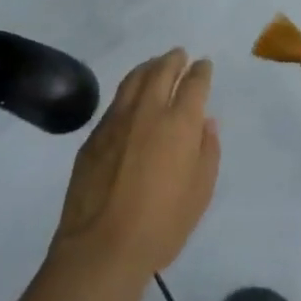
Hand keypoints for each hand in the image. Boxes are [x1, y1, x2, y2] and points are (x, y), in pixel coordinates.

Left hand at [52, 48, 220, 283]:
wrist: (102, 246)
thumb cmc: (162, 224)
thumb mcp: (200, 191)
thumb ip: (207, 150)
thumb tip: (205, 122)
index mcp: (179, 123)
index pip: (193, 84)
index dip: (201, 71)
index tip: (204, 65)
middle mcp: (148, 111)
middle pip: (161, 71)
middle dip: (173, 60)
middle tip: (180, 55)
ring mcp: (116, 120)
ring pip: (134, 80)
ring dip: (149, 67)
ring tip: (156, 64)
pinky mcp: (94, 135)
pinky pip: (116, 101)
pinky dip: (129, 89)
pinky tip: (131, 96)